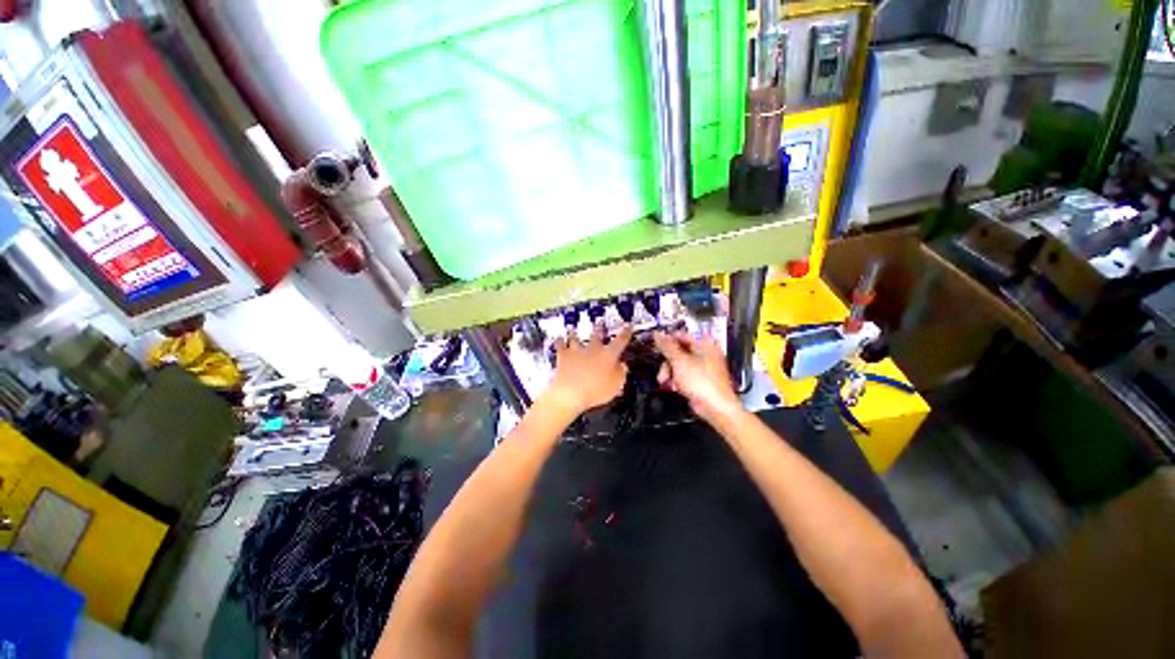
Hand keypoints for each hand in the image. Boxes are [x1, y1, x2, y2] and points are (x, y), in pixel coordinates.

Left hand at [546, 324, 633, 415]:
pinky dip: (560, 341)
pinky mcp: (562, 355)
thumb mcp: (615, 386)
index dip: (626, 332)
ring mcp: (576, 350)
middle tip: (599, 322)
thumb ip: (620, 373)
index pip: (621, 340)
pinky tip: (560, 339)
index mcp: (608, 355)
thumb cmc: (596, 391)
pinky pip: (560, 344)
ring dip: (576, 335)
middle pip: (597, 334)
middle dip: (599, 328)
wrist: (570, 392)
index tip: (628, 326)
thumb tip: (622, 365)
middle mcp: (593, 348)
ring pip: (576, 337)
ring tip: (575, 332)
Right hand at [653, 332, 741, 421]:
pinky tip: (674, 388)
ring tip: (665, 382)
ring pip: (679, 365)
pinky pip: (684, 376)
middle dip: (667, 363)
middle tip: (662, 372)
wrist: (715, 408)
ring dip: (669, 373)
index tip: (654, 346)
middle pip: (678, 352)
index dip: (667, 340)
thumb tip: (657, 333)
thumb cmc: (700, 381)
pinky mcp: (700, 381)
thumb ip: (667, 346)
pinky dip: (677, 381)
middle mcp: (705, 354)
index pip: (681, 336)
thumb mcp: (679, 361)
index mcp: (704, 344)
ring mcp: (703, 368)